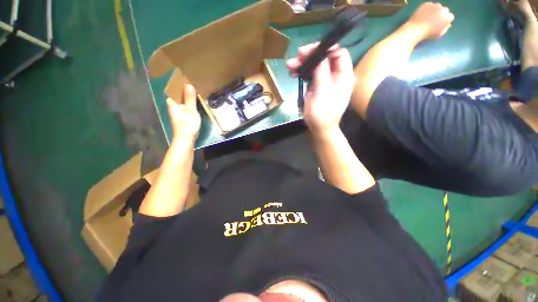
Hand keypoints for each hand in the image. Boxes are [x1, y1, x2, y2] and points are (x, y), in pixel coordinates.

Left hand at [167, 84, 200, 140]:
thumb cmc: (187, 125)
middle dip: (184, 89)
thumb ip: (189, 98)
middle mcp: (173, 106)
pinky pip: (186, 105)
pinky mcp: (183, 116)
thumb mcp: (190, 111)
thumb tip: (188, 84)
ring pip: (182, 100)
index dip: (178, 83)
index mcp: (172, 103)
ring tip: (195, 89)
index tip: (185, 77)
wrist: (186, 139)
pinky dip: (190, 102)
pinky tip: (195, 101)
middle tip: (193, 82)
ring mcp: (178, 112)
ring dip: (187, 95)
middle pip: (178, 94)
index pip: (173, 89)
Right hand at [286, 43, 354, 134]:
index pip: (338, 53)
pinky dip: (301, 73)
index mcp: (343, 75)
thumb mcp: (322, 92)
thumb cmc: (323, 113)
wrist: (319, 128)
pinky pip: (310, 75)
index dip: (325, 49)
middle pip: (325, 58)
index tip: (309, 51)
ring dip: (303, 64)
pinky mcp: (317, 86)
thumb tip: (319, 55)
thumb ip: (321, 72)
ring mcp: (325, 81)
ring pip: (315, 66)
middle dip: (310, 56)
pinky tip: (292, 73)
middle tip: (296, 57)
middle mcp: (336, 75)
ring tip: (290, 65)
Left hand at [408, 2, 453, 39]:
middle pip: (445, 10)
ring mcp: (434, 6)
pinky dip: (428, 8)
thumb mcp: (439, 34)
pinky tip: (424, 14)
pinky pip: (429, 5)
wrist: (415, 29)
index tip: (441, 23)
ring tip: (429, 16)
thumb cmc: (428, 34)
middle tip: (435, 19)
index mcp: (447, 17)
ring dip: (435, 10)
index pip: (450, 17)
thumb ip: (445, 28)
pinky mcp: (426, 4)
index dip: (445, 20)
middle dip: (441, 14)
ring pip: (438, 6)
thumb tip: (447, 24)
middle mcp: (443, 9)